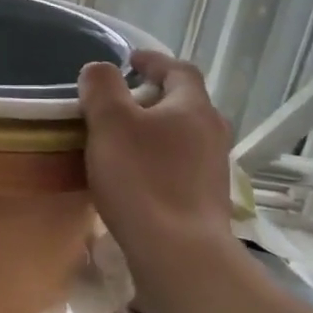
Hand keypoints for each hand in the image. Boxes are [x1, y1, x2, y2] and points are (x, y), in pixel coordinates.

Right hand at [79, 51, 235, 262]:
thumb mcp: (110, 123)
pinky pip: (179, 165)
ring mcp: (213, 169)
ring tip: (122, 138)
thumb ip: (102, 87)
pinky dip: (157, 159)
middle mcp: (212, 132)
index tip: (129, 59)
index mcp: (193, 107)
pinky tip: (135, 175)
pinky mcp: (205, 200)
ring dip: (155, 130)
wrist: (179, 253)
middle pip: (184, 103)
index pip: (179, 69)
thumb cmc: (142, 179)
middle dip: (153, 97)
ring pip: (182, 136)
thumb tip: (99, 69)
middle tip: (120, 100)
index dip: (153, 60)